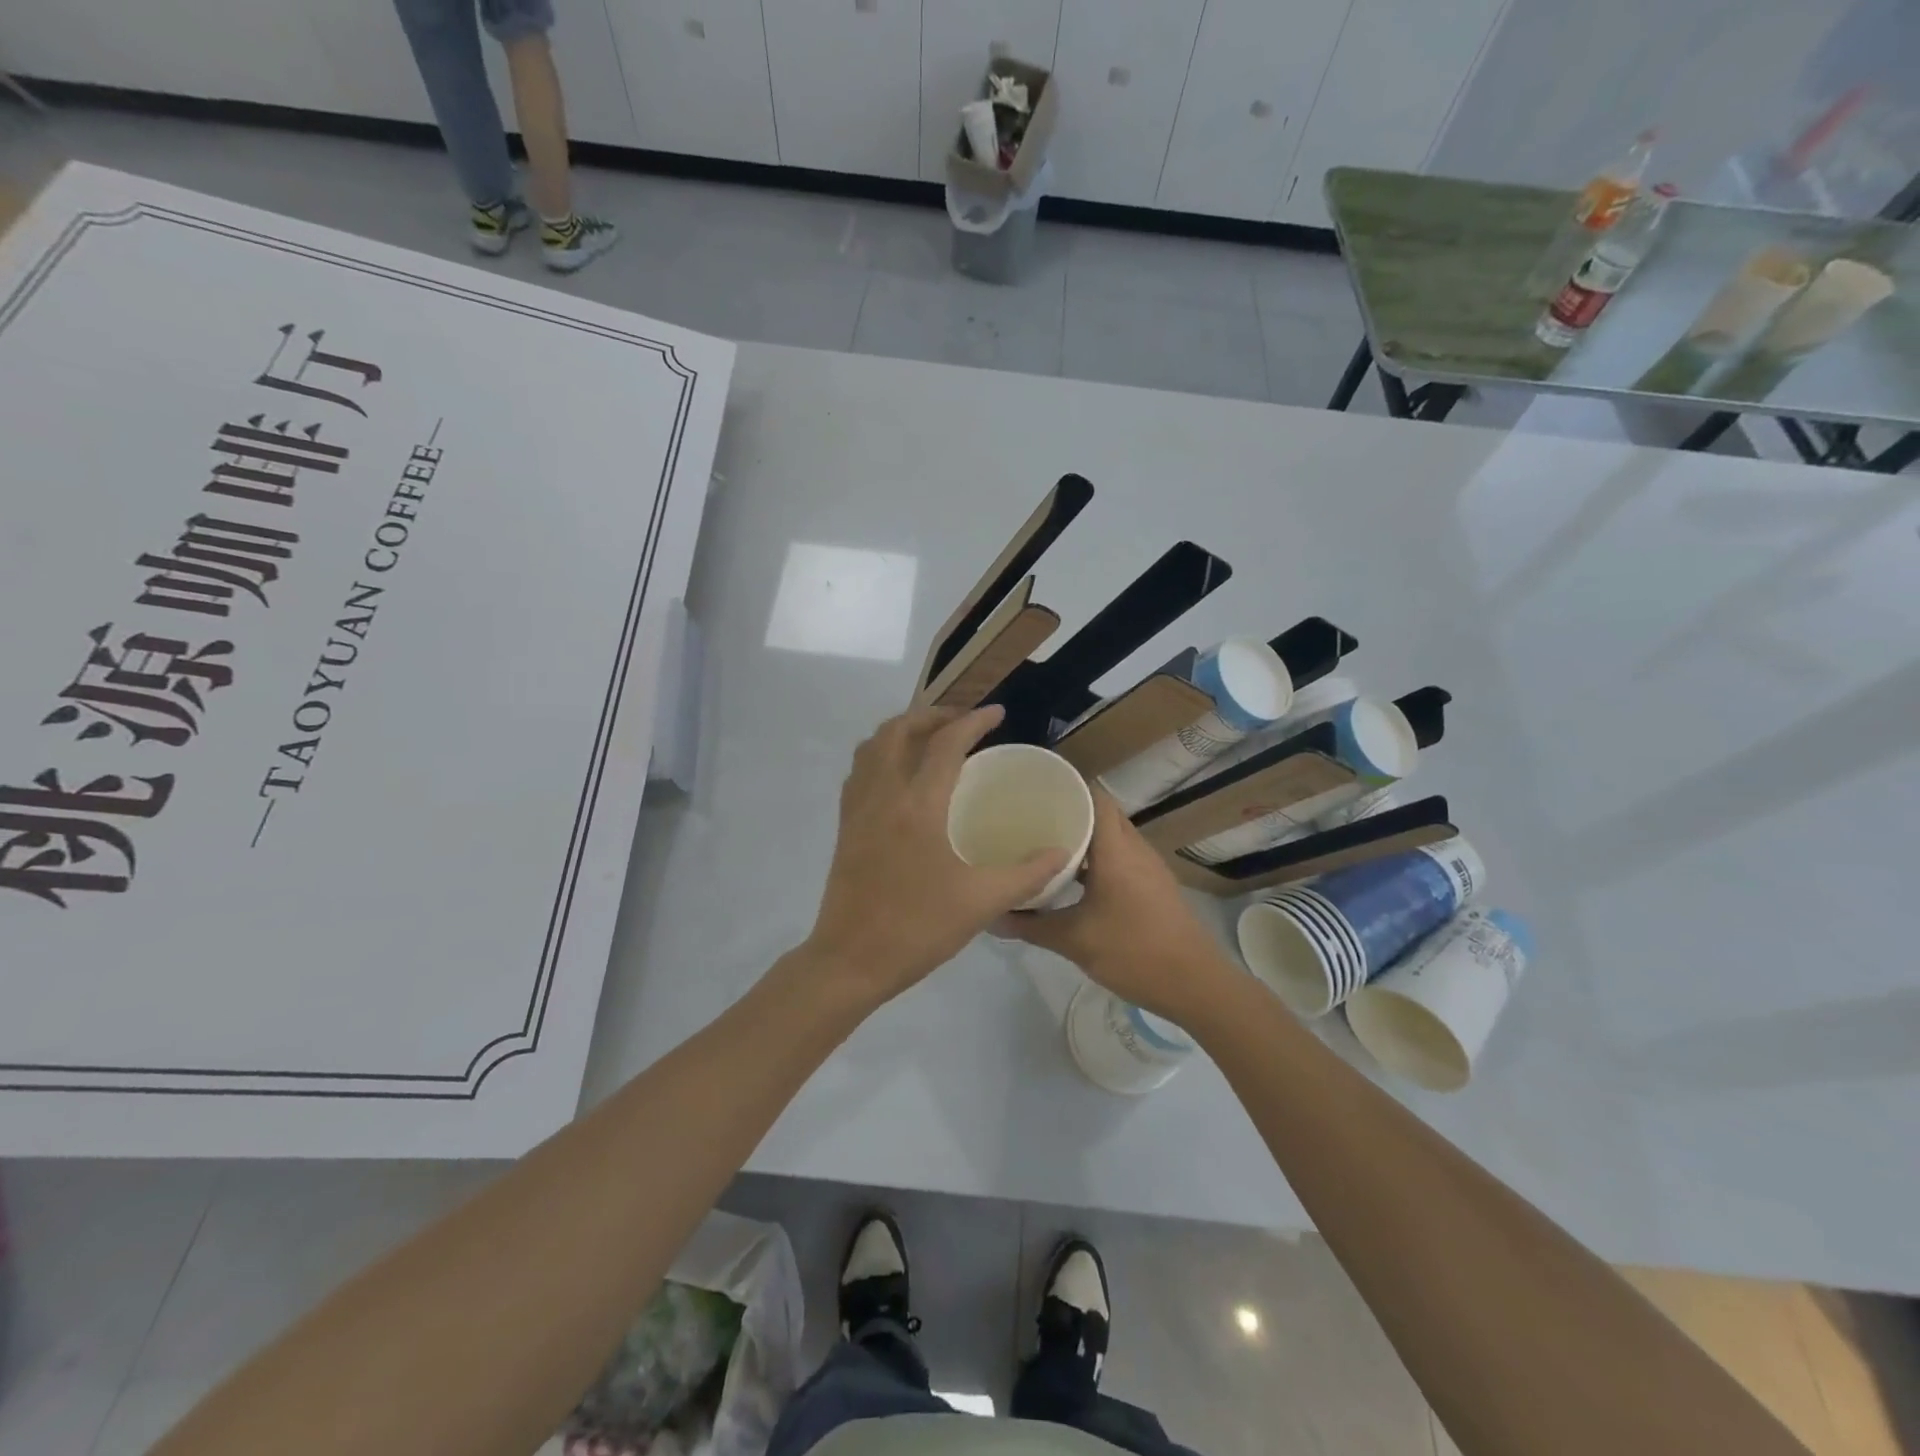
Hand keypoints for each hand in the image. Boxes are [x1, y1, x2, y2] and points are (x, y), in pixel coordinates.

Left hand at [807, 705, 1068, 1006]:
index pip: (946, 744)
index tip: (998, 713)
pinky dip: (881, 755)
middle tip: (963, 723)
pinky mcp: (845, 825)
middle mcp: (883, 794)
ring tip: (932, 740)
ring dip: (903, 731)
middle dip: (933, 716)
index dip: (974, 721)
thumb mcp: (981, 903)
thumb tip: (1063, 853)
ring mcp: (858, 808)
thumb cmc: (917, 929)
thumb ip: (1027, 875)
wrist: (850, 960)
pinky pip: (859, 771)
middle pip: (900, 730)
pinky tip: (900, 776)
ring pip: (873, 746)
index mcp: (918, 806)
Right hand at [998, 788, 1237, 1025]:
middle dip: (1071, 814)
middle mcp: (1135, 849)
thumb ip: (1032, 926)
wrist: (1196, 984)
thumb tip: (993, 916)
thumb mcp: (1074, 941)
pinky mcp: (1155, 886)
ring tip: (1047, 848)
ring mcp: (1149, 868)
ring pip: (1113, 838)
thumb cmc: (1134, 952)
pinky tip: (1075, 881)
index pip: (1095, 797)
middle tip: (1033, 821)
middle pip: (1103, 815)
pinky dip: (1099, 860)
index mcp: (1116, 850)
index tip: (1035, 795)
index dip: (1068, 789)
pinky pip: (1122, 858)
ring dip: (1086, 839)